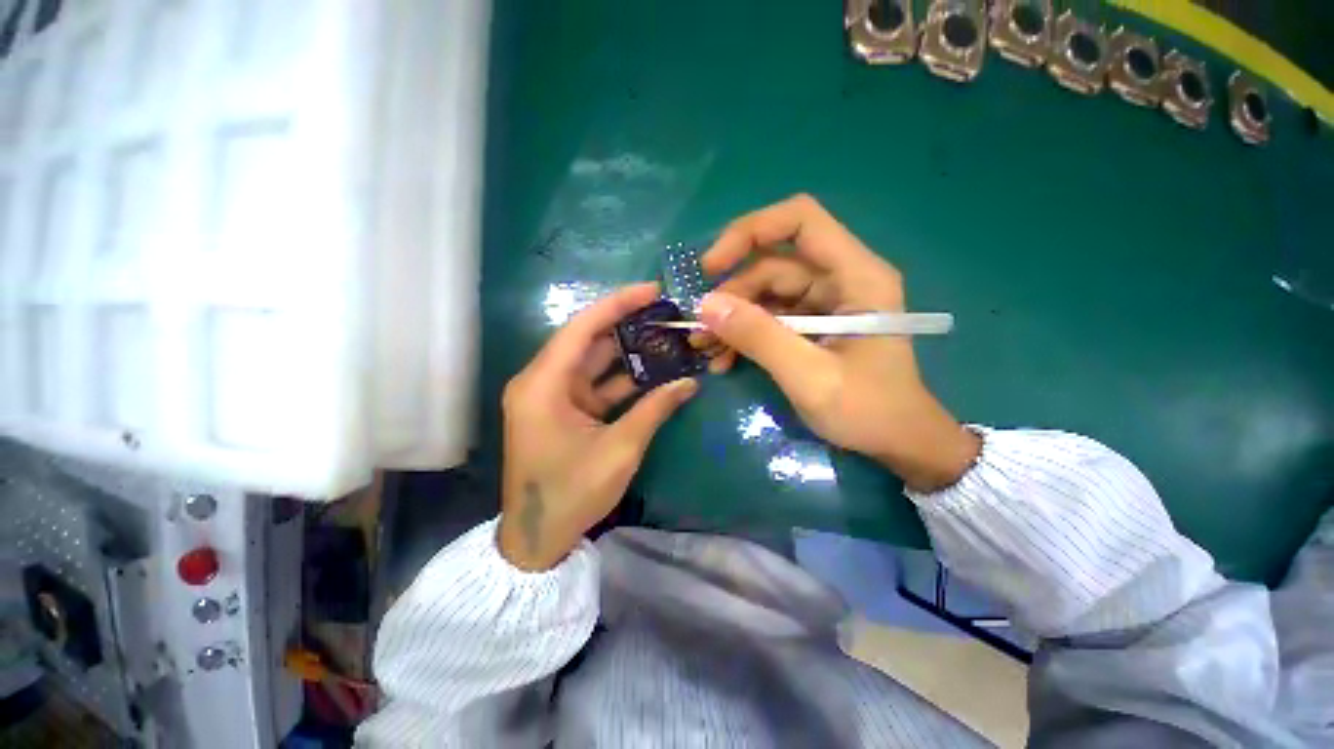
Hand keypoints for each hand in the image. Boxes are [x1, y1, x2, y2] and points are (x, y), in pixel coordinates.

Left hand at [498, 283, 698, 570]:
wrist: (537, 538)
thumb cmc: (571, 494)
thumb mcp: (619, 450)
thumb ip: (654, 410)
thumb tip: (690, 383)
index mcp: (543, 385)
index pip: (582, 328)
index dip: (617, 305)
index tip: (651, 290)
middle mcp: (543, 381)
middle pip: (589, 341)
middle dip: (628, 326)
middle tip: (666, 313)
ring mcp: (553, 396)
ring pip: (595, 362)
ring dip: (630, 353)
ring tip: (667, 337)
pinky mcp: (565, 411)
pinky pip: (597, 385)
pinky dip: (624, 379)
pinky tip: (655, 371)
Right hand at [694, 194, 979, 491]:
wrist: (898, 443)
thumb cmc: (868, 410)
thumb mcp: (809, 376)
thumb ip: (759, 338)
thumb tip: (705, 306)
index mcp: (856, 275)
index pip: (800, 220)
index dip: (750, 231)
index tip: (711, 267)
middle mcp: (840, 279)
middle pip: (773, 264)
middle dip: (732, 295)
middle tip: (700, 329)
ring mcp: (824, 303)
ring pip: (765, 292)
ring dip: (732, 318)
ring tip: (705, 348)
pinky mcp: (812, 325)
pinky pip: (769, 317)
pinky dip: (744, 334)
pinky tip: (724, 360)